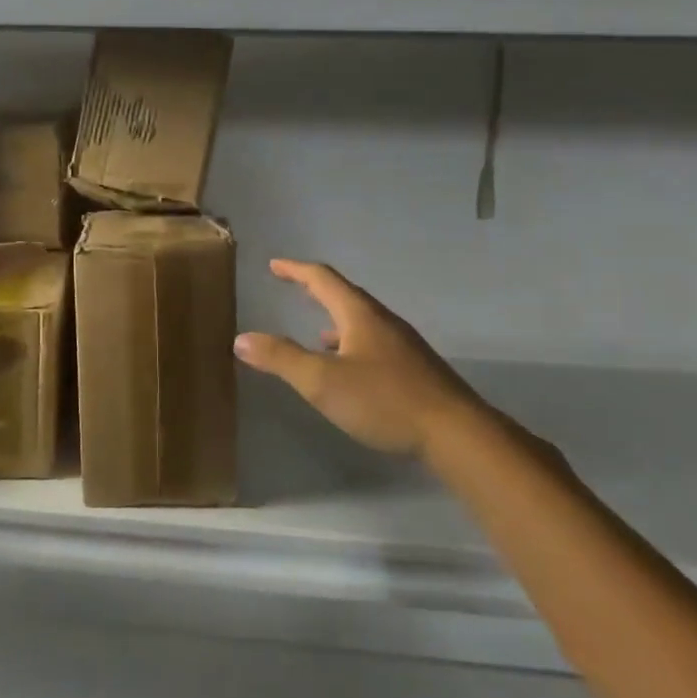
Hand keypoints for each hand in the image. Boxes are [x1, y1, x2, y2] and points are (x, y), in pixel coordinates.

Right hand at [234, 259, 479, 454]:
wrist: (455, 432)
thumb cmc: (384, 400)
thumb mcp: (322, 381)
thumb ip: (281, 358)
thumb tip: (241, 338)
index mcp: (360, 315)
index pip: (323, 280)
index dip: (296, 270)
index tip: (275, 265)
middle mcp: (383, 322)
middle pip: (346, 296)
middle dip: (316, 291)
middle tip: (293, 287)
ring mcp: (403, 346)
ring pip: (362, 323)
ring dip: (335, 321)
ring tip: (316, 334)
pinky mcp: (414, 370)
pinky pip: (374, 345)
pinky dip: (352, 346)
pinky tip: (350, 370)